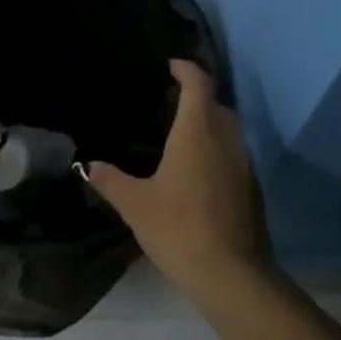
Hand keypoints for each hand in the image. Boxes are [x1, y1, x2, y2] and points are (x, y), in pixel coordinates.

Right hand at [84, 60, 270, 296]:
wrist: (230, 273)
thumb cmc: (178, 228)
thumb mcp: (135, 204)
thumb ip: (110, 180)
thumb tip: (89, 165)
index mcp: (197, 133)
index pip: (198, 84)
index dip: (186, 69)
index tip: (170, 66)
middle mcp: (226, 140)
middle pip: (216, 104)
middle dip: (196, 97)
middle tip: (167, 103)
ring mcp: (244, 164)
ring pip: (228, 130)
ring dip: (208, 124)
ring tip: (179, 135)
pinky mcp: (251, 188)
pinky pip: (233, 154)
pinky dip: (216, 150)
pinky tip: (196, 171)